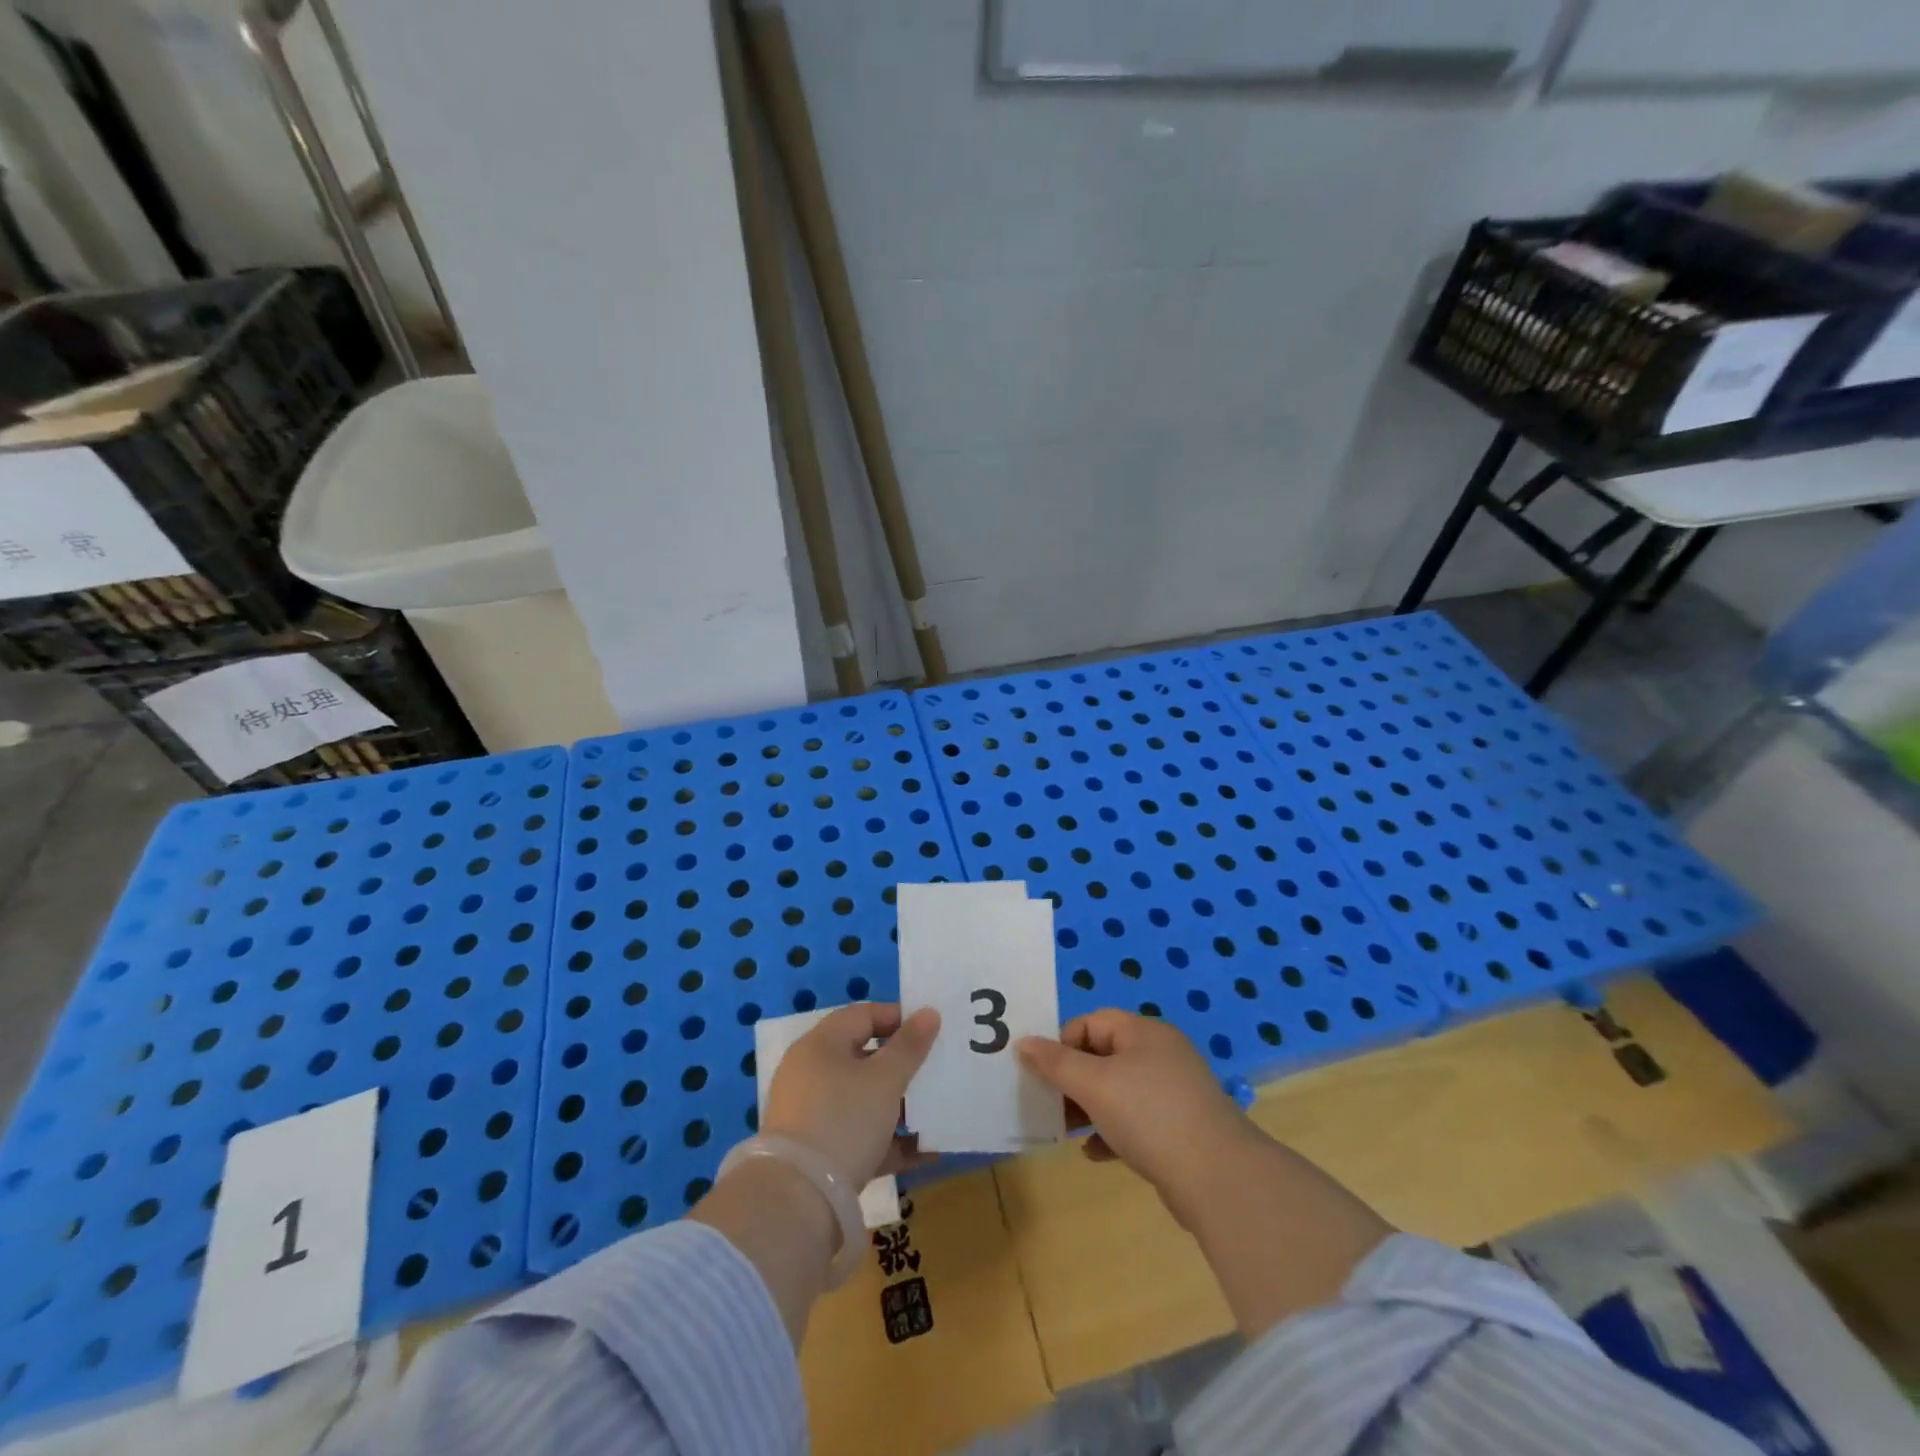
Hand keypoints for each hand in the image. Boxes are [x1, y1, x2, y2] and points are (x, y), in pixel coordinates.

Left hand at [761, 1003, 940, 1185]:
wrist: (798, 1201)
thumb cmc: (844, 1120)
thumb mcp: (885, 1080)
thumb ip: (910, 1046)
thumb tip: (929, 1012)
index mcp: (821, 1045)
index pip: (864, 1015)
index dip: (899, 1017)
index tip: (932, 1031)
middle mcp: (812, 1073)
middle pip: (864, 1058)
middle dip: (903, 1065)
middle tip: (937, 1069)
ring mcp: (812, 1115)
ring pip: (864, 1100)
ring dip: (900, 1105)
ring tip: (936, 1112)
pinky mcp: (819, 1153)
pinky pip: (860, 1136)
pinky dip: (889, 1140)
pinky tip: (925, 1152)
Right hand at [1018, 1010, 1256, 1218]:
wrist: (1218, 1178)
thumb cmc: (1150, 1116)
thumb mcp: (1094, 1085)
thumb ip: (1055, 1063)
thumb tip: (1023, 1043)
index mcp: (1143, 1032)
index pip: (1091, 1022)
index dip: (1062, 1044)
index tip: (1044, 1074)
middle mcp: (1160, 1054)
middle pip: (1103, 1055)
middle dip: (1072, 1079)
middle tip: (1049, 1105)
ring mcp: (1173, 1092)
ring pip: (1118, 1090)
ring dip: (1089, 1108)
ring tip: (1066, 1131)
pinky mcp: (1180, 1127)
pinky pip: (1135, 1120)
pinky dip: (1112, 1131)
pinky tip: (1096, 1153)